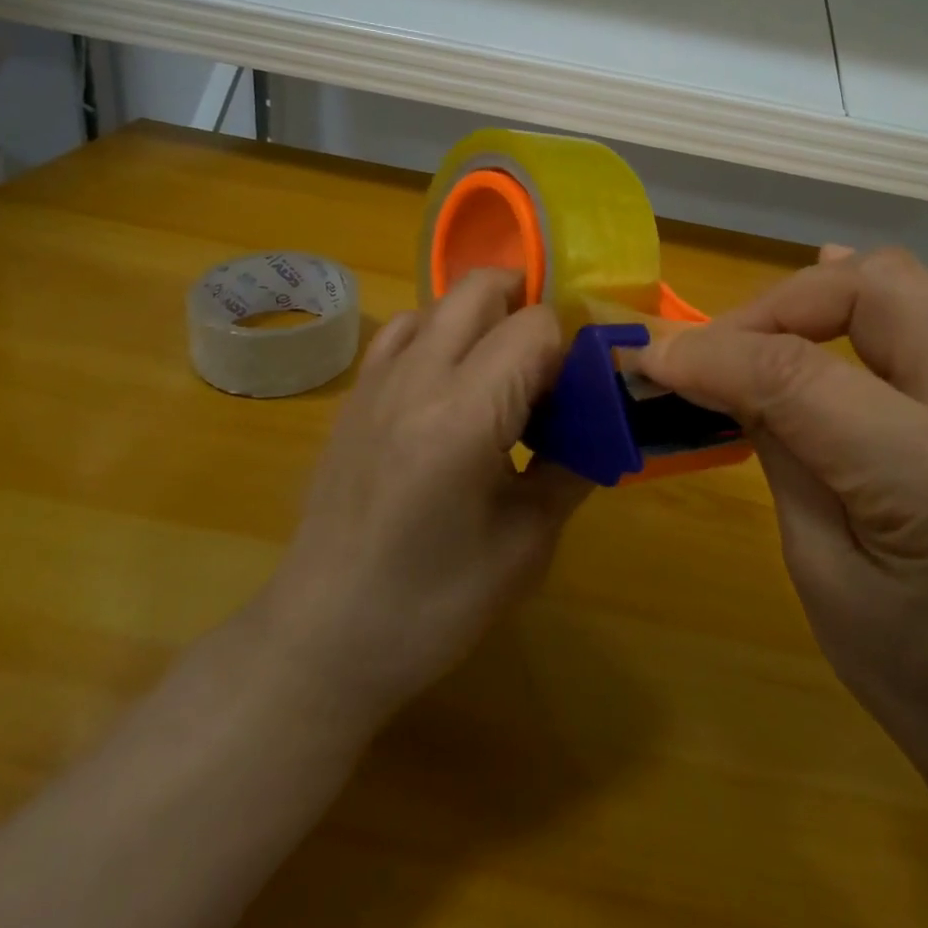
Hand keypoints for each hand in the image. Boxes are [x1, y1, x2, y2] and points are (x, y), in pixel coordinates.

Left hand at [264, 268, 593, 730]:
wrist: (322, 639)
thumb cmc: (432, 605)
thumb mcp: (527, 544)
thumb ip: (573, 466)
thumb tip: (605, 422)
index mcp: (463, 416)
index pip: (535, 327)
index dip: (570, 350)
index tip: (580, 392)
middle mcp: (416, 378)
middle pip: (483, 287)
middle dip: (529, 306)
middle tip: (551, 365)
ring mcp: (377, 380)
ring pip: (443, 301)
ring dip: (485, 319)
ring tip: (503, 377)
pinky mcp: (355, 394)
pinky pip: (404, 330)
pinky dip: (439, 333)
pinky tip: (450, 384)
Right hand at [637, 246, 927, 768]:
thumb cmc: (916, 680)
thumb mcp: (818, 571)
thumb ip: (778, 448)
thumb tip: (726, 370)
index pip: (799, 375)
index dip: (713, 355)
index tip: (650, 355)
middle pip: (872, 291)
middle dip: (779, 303)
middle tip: (725, 348)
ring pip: (915, 282)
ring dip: (832, 292)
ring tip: (777, 331)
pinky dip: (885, 297)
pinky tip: (845, 314)